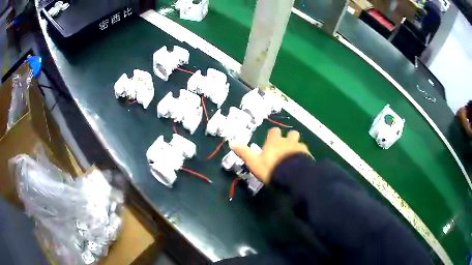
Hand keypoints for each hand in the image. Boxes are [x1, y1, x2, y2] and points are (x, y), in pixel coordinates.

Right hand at [232, 128, 310, 183]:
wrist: (293, 176)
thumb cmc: (271, 168)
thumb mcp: (254, 162)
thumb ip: (244, 153)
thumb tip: (232, 142)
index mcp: (274, 141)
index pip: (274, 131)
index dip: (272, 135)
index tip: (271, 141)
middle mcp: (288, 141)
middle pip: (291, 133)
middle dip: (289, 138)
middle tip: (286, 148)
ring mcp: (300, 148)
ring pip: (300, 143)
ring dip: (297, 147)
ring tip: (294, 158)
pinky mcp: (309, 156)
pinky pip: (307, 154)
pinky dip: (304, 157)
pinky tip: (302, 165)